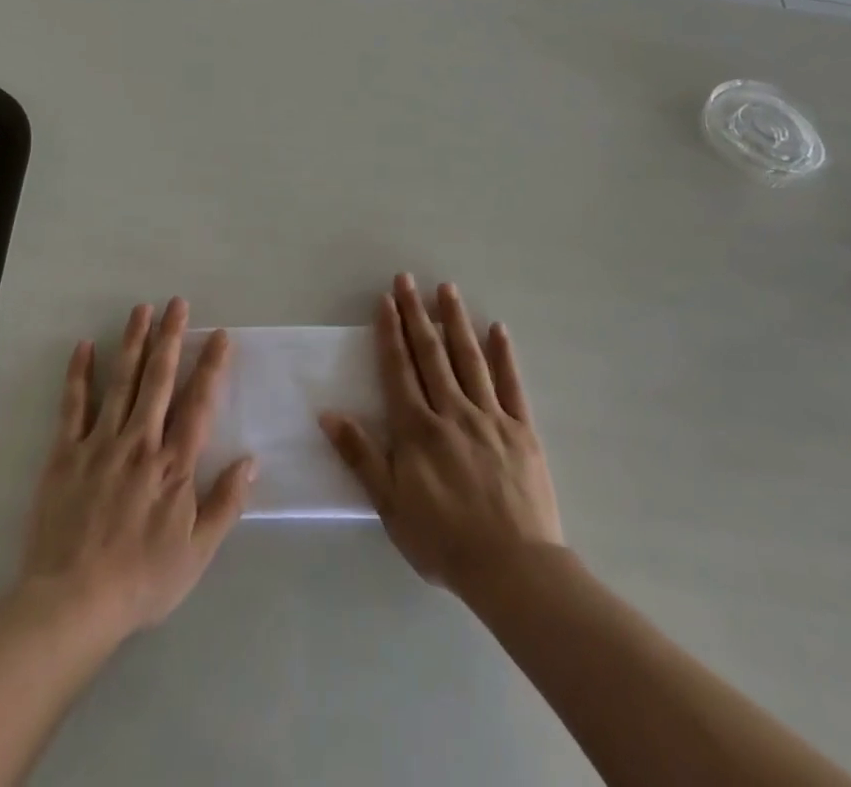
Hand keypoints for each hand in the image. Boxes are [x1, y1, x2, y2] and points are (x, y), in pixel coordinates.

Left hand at [19, 298, 253, 641]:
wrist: (73, 603)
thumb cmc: (142, 580)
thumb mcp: (197, 553)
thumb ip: (225, 504)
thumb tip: (251, 460)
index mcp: (174, 465)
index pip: (199, 404)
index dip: (212, 367)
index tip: (220, 335)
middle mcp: (141, 442)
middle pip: (160, 379)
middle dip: (171, 337)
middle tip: (178, 303)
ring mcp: (101, 443)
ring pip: (122, 381)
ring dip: (133, 342)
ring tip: (141, 309)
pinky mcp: (66, 453)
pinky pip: (74, 405)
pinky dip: (79, 374)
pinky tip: (84, 346)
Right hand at [321, 273, 561, 594]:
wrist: (513, 570)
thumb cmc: (444, 540)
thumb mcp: (390, 504)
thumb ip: (361, 456)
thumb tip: (328, 413)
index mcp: (418, 429)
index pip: (399, 369)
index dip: (390, 333)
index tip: (385, 300)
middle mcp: (452, 412)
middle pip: (431, 354)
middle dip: (417, 314)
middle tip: (408, 279)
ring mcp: (490, 417)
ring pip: (469, 359)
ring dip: (456, 321)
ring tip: (447, 289)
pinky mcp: (522, 430)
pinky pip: (511, 385)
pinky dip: (504, 355)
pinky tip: (498, 329)